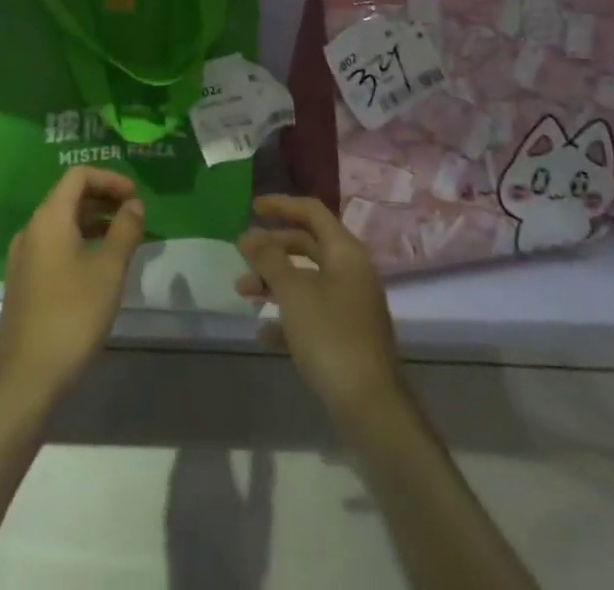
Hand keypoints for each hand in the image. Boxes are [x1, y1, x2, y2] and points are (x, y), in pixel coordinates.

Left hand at [0, 166, 144, 405]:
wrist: (26, 378)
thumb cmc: (72, 315)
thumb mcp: (108, 270)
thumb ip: (125, 230)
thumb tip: (134, 204)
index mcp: (48, 218)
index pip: (78, 176)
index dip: (109, 179)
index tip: (135, 196)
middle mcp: (31, 229)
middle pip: (68, 197)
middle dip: (103, 199)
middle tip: (134, 215)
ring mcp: (23, 257)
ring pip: (61, 223)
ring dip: (93, 222)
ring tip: (123, 240)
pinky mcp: (24, 282)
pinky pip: (54, 245)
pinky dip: (79, 242)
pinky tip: (99, 267)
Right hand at [237, 195, 404, 418]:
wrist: (371, 408)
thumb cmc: (330, 336)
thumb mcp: (293, 292)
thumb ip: (268, 259)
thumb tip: (248, 236)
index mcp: (345, 252)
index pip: (312, 211)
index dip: (281, 205)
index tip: (252, 208)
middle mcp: (352, 271)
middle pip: (308, 244)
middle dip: (272, 248)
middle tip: (242, 254)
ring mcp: (352, 305)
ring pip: (307, 279)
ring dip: (274, 281)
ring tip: (243, 293)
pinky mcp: (347, 336)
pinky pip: (312, 311)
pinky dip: (287, 314)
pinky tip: (264, 332)